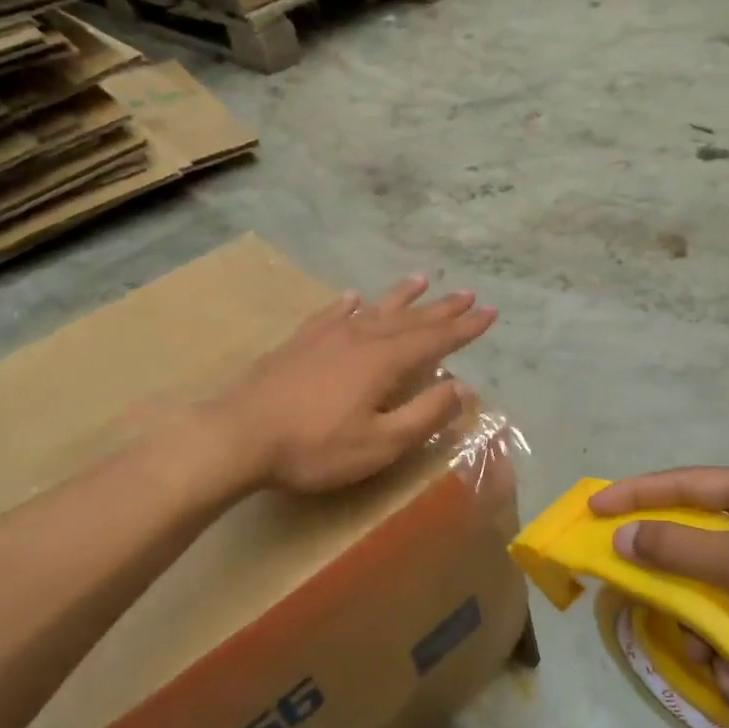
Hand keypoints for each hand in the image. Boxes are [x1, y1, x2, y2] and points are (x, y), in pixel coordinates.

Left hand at [214, 276, 495, 493]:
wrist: (238, 435)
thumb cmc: (314, 447)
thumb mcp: (380, 444)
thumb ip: (424, 416)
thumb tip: (462, 389)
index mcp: (384, 362)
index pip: (436, 339)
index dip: (465, 328)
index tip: (490, 312)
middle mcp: (360, 338)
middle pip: (409, 318)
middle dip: (442, 308)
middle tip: (468, 294)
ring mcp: (326, 337)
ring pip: (373, 309)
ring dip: (401, 296)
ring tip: (421, 280)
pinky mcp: (299, 343)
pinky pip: (332, 314)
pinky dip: (348, 304)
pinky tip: (353, 297)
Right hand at [588, 467, 728, 695]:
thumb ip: (678, 549)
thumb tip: (622, 538)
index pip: (680, 484)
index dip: (632, 494)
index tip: (592, 508)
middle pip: (696, 541)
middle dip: (671, 581)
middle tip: (640, 600)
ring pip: (718, 586)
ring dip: (704, 627)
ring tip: (707, 663)